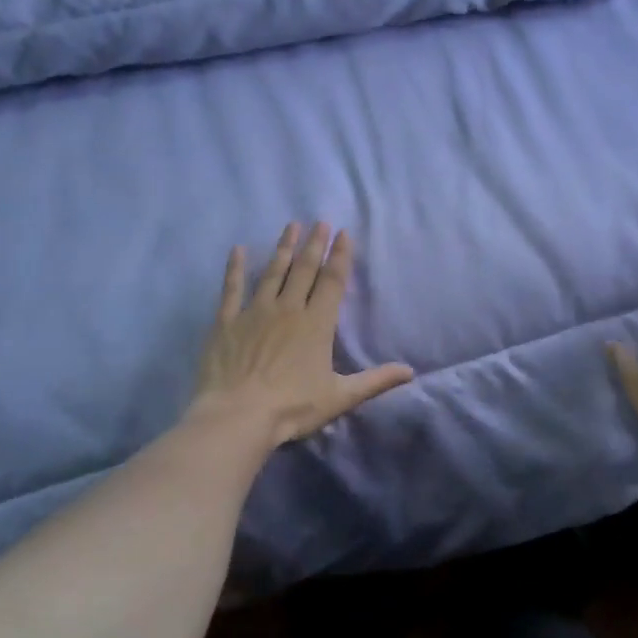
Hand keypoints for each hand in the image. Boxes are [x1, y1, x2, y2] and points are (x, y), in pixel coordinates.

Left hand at [191, 222, 414, 448]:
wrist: (237, 415)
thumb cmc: (292, 407)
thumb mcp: (340, 396)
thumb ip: (376, 381)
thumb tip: (411, 371)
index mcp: (317, 324)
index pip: (332, 282)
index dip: (340, 257)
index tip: (343, 234)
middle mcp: (288, 309)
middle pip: (304, 270)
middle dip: (314, 244)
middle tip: (320, 221)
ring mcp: (255, 312)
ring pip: (272, 272)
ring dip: (283, 248)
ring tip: (291, 226)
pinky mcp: (227, 322)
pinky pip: (231, 288)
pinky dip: (234, 268)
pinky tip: (237, 250)